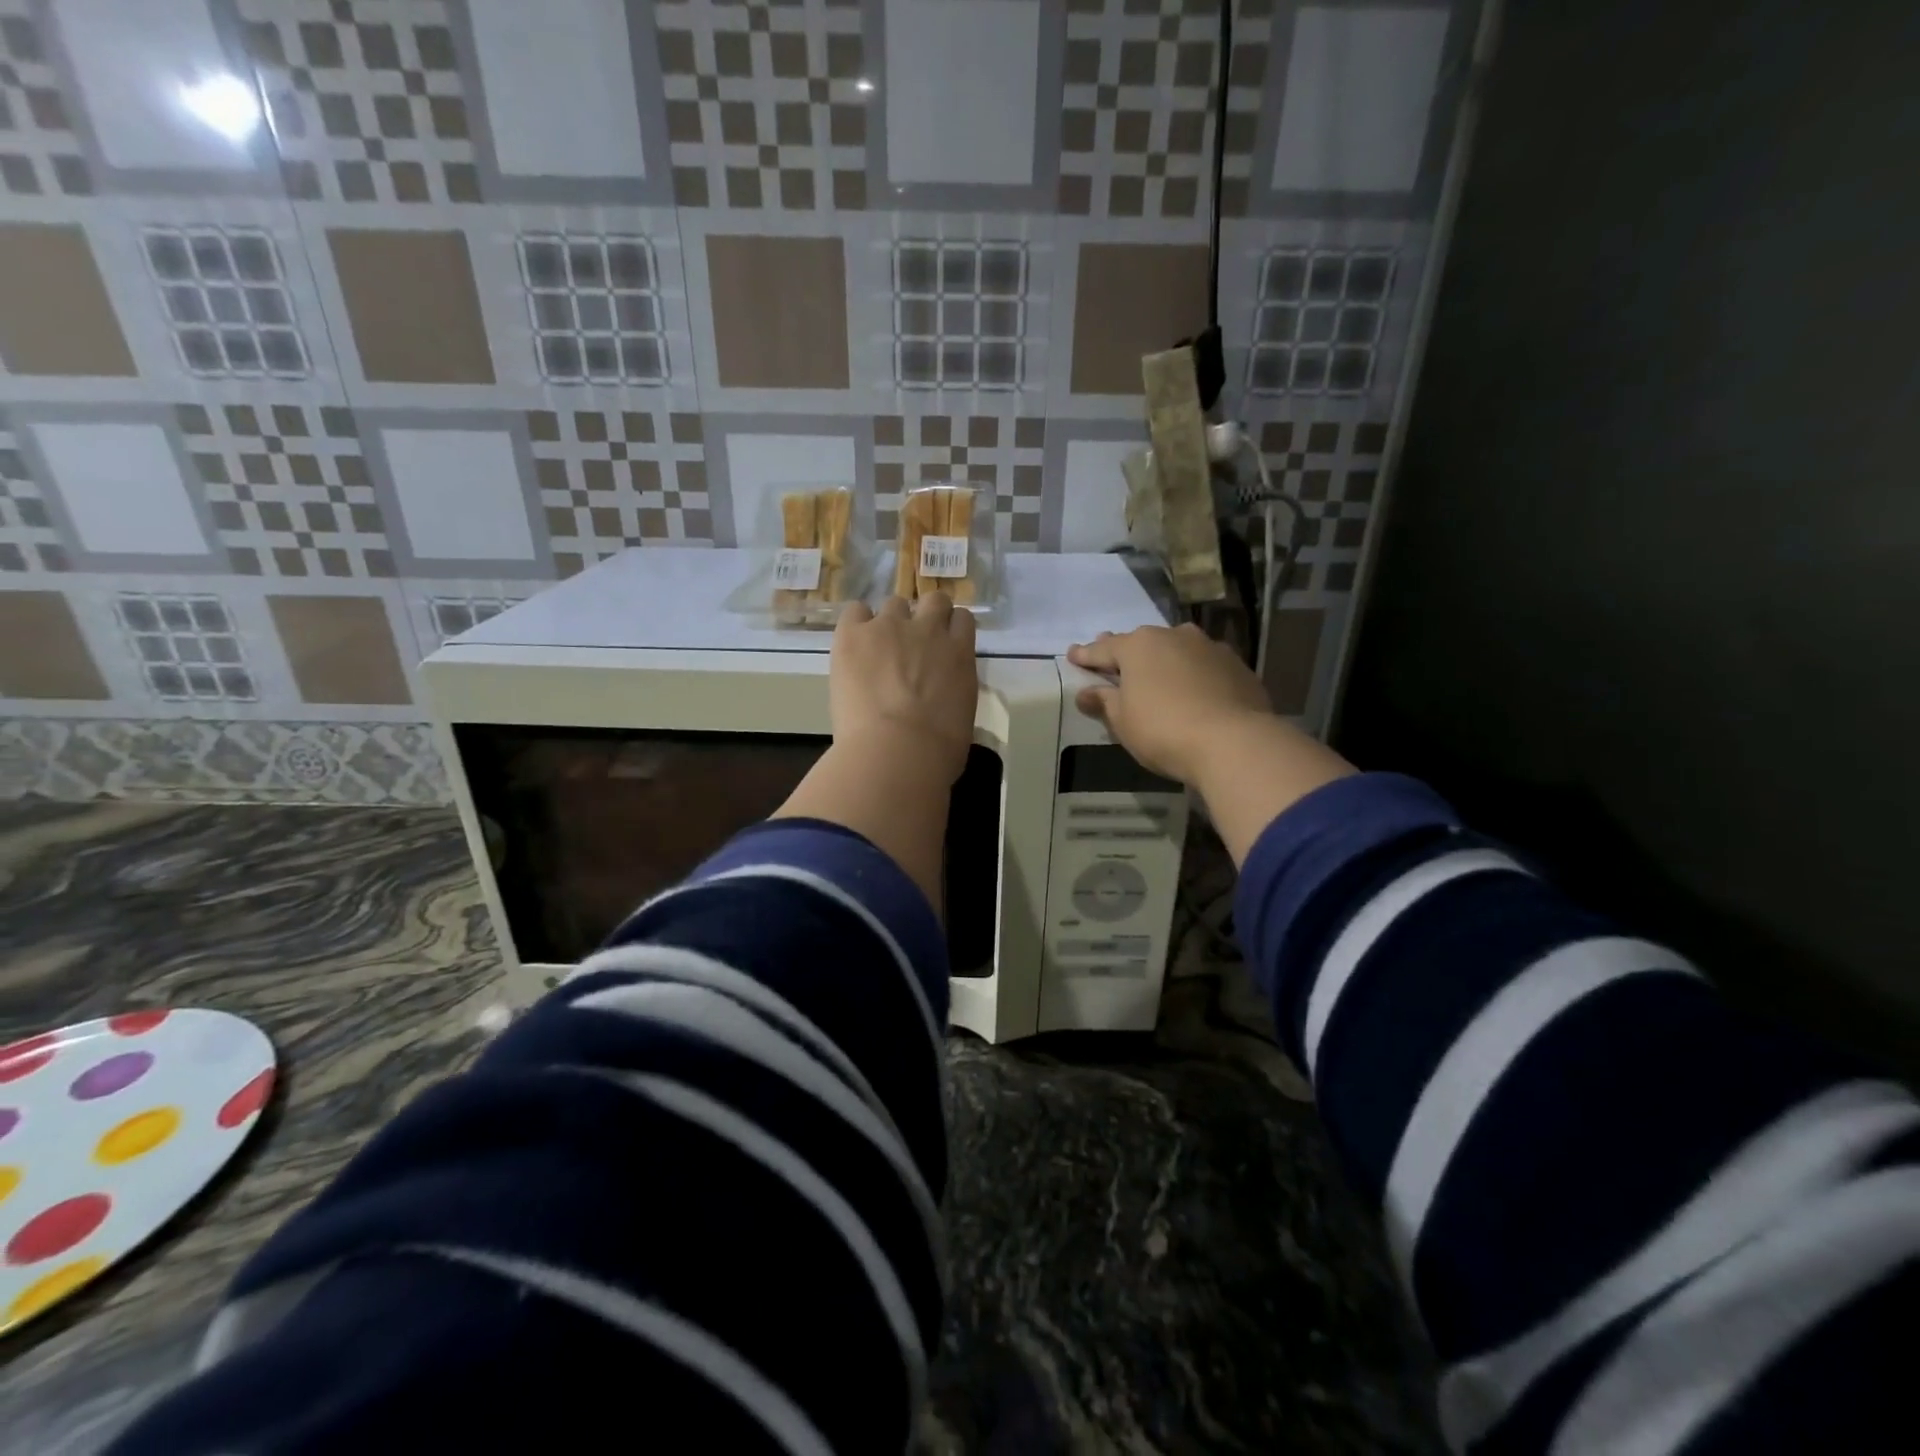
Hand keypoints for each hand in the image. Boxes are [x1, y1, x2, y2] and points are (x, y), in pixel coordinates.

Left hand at [831, 593, 977, 783]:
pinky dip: (856, 625)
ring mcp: (889, 627)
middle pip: (933, 601)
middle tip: (912, 643)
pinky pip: (855, 611)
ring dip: (889, 622)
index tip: (940, 646)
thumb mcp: (961, 715)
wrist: (897, 752)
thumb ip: (953, 691)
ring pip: (894, 604)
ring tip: (877, 650)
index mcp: (960, 653)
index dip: (950, 630)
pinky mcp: (853, 634)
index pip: (961, 619)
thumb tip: (941, 696)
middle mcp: (929, 630)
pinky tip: (852, 647)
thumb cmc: (938, 751)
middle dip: (925, 616)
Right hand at [1068, 623, 1274, 784]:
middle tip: (1112, 659)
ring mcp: (1210, 648)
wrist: (1233, 743)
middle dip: (1125, 652)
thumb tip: (1086, 692)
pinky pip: (1205, 666)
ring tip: (1157, 674)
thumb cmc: (1163, 730)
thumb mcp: (1122, 721)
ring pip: (1177, 649)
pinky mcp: (1237, 666)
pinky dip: (1194, 674)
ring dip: (1164, 660)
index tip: (1073, 655)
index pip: (1103, 649)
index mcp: (1139, 646)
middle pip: (1142, 643)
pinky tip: (1193, 689)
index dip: (1086, 655)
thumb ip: (1103, 702)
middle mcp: (1174, 636)